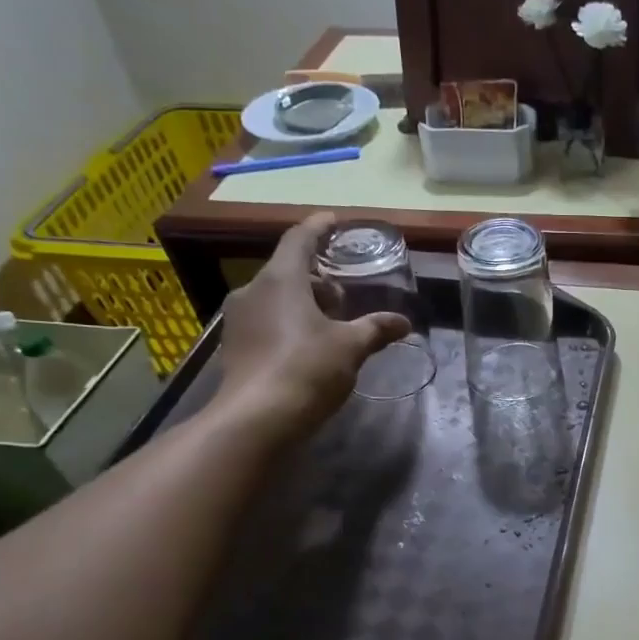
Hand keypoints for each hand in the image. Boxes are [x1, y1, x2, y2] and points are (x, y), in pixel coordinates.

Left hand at [213, 213, 409, 432]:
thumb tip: (403, 323)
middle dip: (317, 278)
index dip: (318, 227)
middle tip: (344, 294)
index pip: (299, 239)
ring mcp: (239, 320)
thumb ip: (376, 329)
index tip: (333, 220)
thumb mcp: (351, 347)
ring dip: (303, 303)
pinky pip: (266, 321)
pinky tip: (309, 346)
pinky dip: (288, 323)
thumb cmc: (307, 369)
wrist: (257, 419)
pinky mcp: (235, 347)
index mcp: (281, 279)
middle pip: (288, 271)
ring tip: (331, 323)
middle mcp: (253, 291)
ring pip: (276, 298)